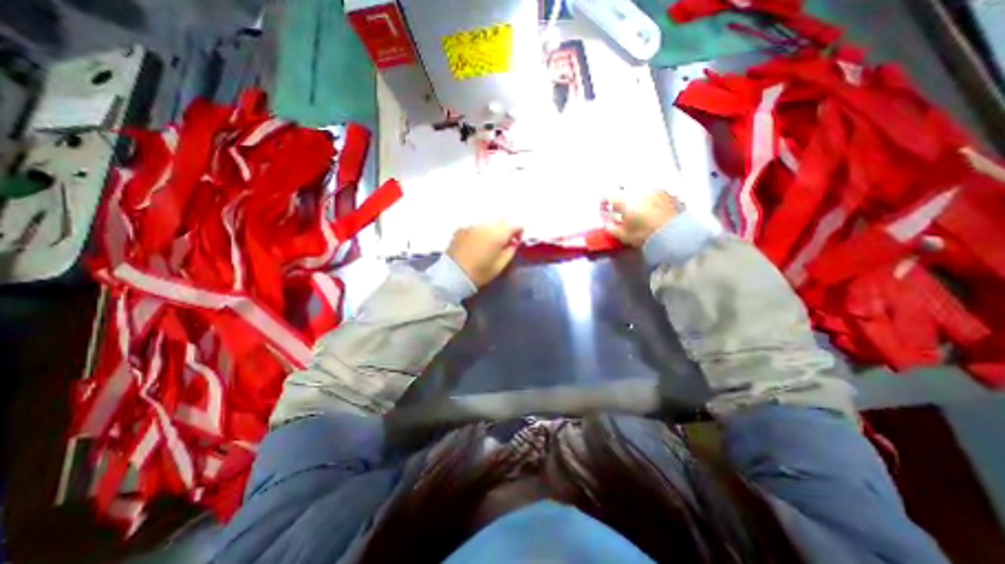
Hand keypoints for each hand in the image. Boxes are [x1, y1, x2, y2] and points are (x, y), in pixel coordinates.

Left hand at [450, 220, 526, 286]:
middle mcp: (486, 226)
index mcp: (498, 234)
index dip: (519, 232)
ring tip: (489, 243)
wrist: (452, 275)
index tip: (517, 240)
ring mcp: (472, 226)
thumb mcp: (500, 266)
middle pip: (501, 221)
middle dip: (506, 229)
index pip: (515, 225)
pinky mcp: (461, 229)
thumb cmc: (479, 273)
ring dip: (493, 230)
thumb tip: (514, 243)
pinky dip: (480, 232)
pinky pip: (476, 227)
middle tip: (505, 242)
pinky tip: (476, 244)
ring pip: (488, 223)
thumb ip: (510, 251)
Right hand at [604, 190, 682, 246]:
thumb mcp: (623, 235)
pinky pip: (650, 193)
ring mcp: (652, 189)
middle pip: (622, 190)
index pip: (606, 195)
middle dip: (618, 200)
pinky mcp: (665, 192)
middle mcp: (636, 189)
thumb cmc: (644, 234)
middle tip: (619, 212)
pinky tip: (649, 210)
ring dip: (633, 198)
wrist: (674, 234)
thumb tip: (606, 223)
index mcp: (623, 199)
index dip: (602, 203)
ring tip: (635, 211)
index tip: (604, 211)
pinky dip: (646, 199)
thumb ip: (610, 228)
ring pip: (637, 191)